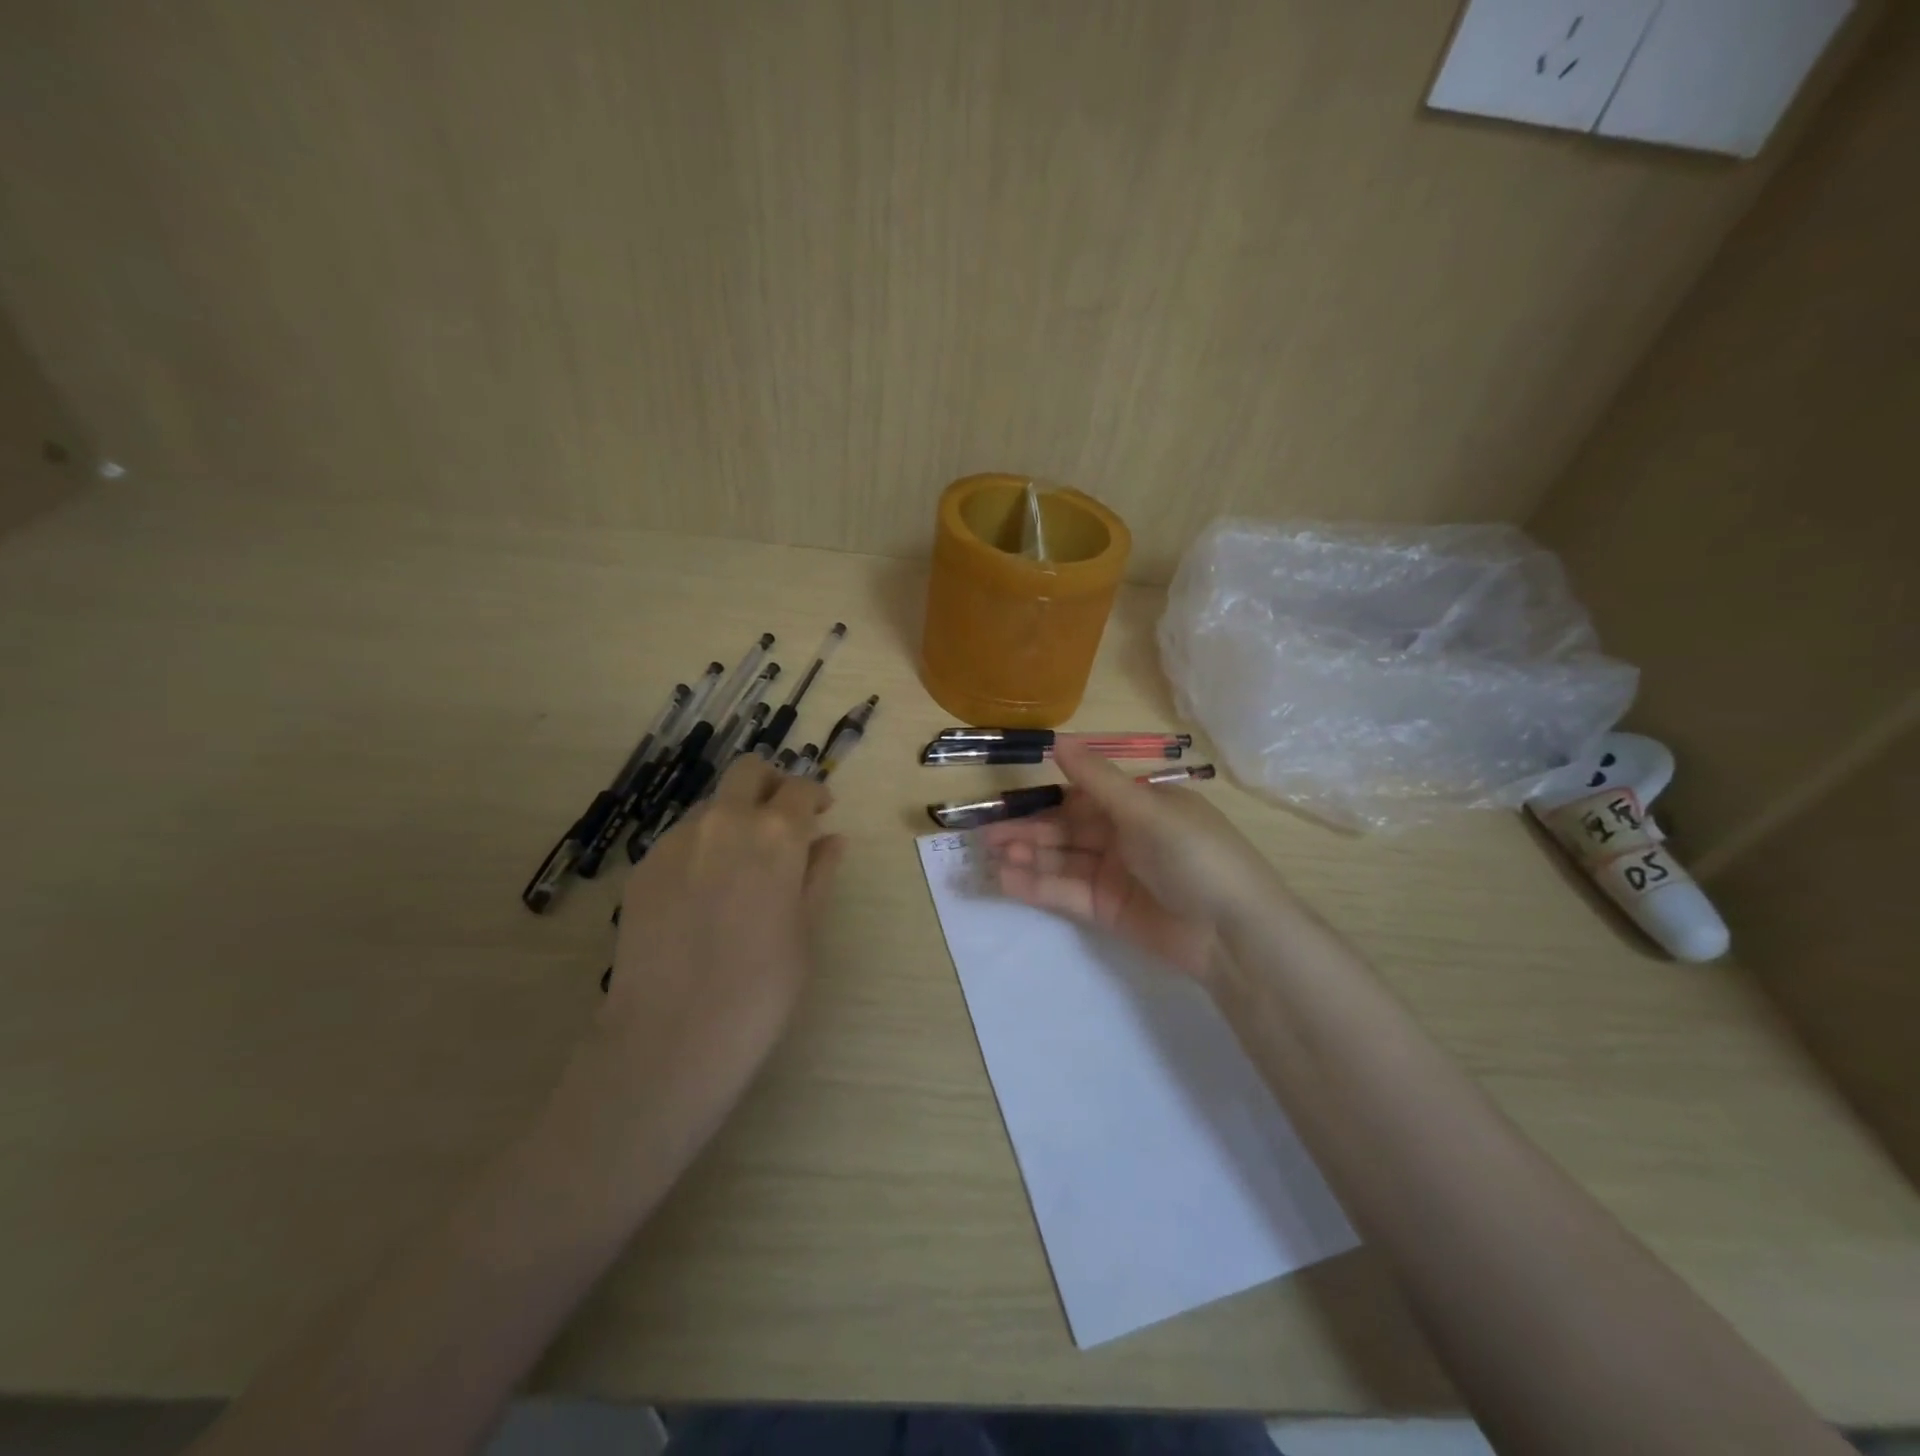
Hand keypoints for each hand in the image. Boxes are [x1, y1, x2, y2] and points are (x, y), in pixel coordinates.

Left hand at [555, 756, 844, 1184]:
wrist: (673, 1036)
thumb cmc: (761, 988)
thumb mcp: (806, 929)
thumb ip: (819, 874)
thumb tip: (831, 840)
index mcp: (776, 834)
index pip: (800, 789)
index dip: (815, 795)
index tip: (821, 812)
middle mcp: (724, 822)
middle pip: (748, 772)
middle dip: (771, 784)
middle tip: (784, 819)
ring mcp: (676, 842)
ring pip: (712, 806)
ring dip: (734, 817)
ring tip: (743, 865)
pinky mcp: (643, 868)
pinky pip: (681, 839)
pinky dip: (702, 847)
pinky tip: (705, 894)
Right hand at [977, 743, 1279, 983]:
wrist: (1232, 933)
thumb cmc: (1193, 855)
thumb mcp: (1145, 809)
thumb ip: (1096, 779)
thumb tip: (1058, 740)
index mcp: (1139, 805)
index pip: (1082, 796)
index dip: (1045, 798)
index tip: (1007, 800)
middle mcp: (1124, 835)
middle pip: (1066, 829)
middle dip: (1028, 830)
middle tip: (985, 835)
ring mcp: (1114, 874)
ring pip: (1062, 860)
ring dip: (1028, 856)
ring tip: (990, 856)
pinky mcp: (1107, 909)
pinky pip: (1066, 891)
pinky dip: (1037, 885)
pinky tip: (1006, 879)